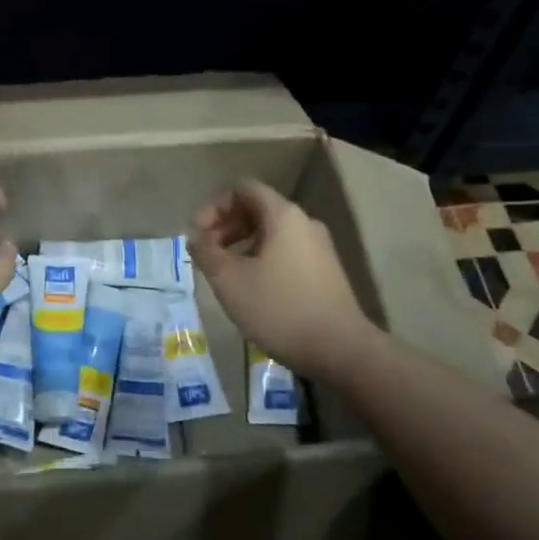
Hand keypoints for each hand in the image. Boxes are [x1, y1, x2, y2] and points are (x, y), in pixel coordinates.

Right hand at [190, 180, 376, 377]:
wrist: (341, 351)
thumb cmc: (279, 309)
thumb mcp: (229, 280)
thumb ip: (206, 252)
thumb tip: (197, 238)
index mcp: (283, 215)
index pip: (242, 188)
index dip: (213, 206)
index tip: (197, 235)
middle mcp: (304, 222)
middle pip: (256, 208)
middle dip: (225, 226)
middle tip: (206, 254)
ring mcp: (318, 247)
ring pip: (271, 232)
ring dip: (241, 244)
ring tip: (225, 273)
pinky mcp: (324, 271)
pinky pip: (285, 251)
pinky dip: (260, 258)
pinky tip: (251, 288)